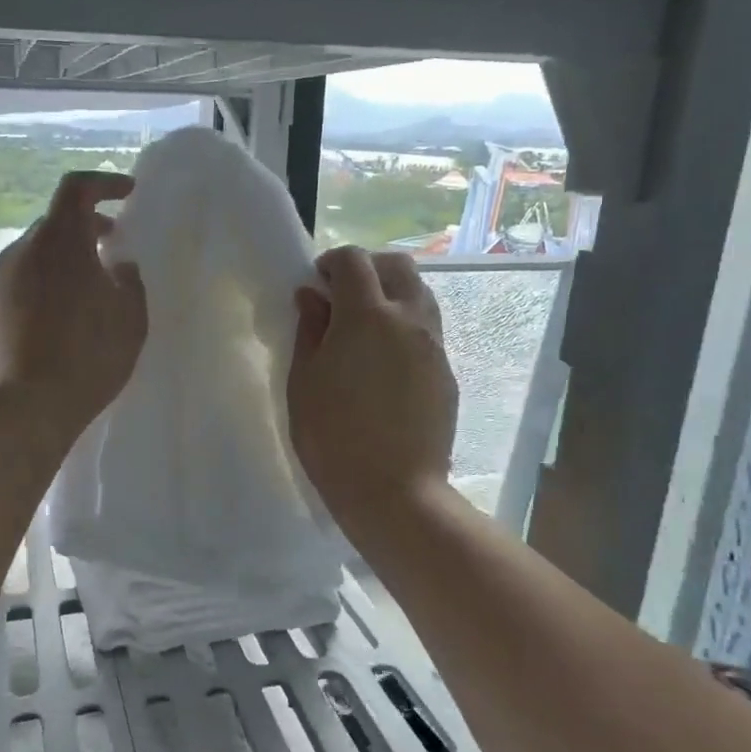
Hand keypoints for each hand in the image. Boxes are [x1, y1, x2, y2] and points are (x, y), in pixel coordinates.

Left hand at [0, 171, 147, 447]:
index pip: (77, 188)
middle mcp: (20, 252)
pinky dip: (32, 298)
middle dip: (83, 232)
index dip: (103, 184)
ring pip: (30, 261)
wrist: (25, 407)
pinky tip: (47, 332)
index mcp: (61, 241)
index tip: (126, 195)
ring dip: (56, 268)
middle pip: (53, 226)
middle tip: (108, 252)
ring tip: (79, 299)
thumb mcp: (131, 319)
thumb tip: (119, 265)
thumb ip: (129, 282)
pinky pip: (11, 294)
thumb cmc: (88, 356)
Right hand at [289, 247, 457, 519]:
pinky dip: (405, 325)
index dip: (331, 262)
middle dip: (369, 268)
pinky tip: (384, 360)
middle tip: (342, 295)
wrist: (393, 490)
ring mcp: (433, 345)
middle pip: (397, 266)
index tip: (316, 283)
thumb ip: (310, 330)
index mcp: (367, 315)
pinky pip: (427, 329)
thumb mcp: (304, 381)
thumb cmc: (332, 437)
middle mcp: (409, 319)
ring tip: (365, 325)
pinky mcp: (446, 372)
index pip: (354, 261)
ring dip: (391, 293)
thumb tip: (312, 296)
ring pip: (419, 294)